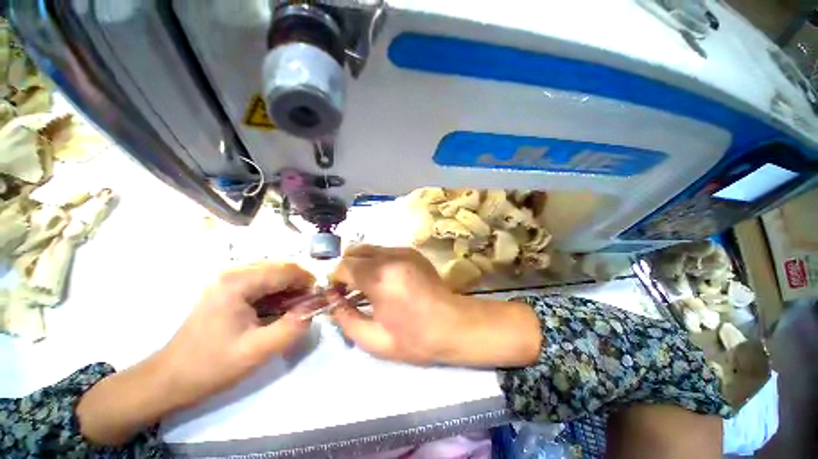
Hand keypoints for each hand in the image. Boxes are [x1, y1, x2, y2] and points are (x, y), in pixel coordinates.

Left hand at [77, 263, 314, 445]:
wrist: (171, 378)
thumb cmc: (212, 365)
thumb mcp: (258, 351)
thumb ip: (292, 327)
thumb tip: (315, 308)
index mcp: (238, 283)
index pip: (286, 270)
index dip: (308, 282)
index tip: (319, 299)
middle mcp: (233, 273)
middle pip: (280, 268)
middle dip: (299, 285)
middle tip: (306, 307)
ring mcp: (228, 280)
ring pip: (273, 274)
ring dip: (288, 289)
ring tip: (293, 311)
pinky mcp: (227, 289)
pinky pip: (261, 283)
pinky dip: (276, 294)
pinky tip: (277, 311)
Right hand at [330, 245, 541, 366]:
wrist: (453, 325)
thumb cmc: (414, 338)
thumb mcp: (373, 339)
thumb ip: (345, 317)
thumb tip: (333, 298)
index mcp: (379, 277)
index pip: (344, 265)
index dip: (335, 279)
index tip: (338, 294)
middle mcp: (391, 256)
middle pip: (355, 251)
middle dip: (347, 268)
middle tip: (351, 289)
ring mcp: (404, 251)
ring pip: (370, 249)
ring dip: (363, 264)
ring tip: (369, 285)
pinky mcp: (413, 252)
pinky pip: (385, 251)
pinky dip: (378, 262)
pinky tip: (386, 280)